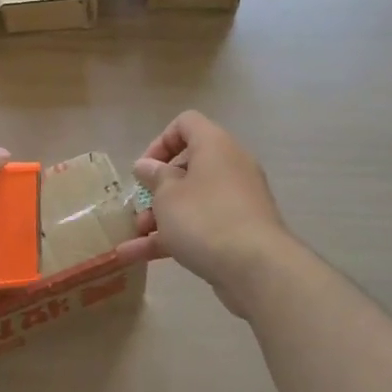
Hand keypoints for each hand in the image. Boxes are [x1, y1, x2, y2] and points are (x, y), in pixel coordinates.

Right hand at [132, 111, 292, 302]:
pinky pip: (201, 226)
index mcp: (214, 145)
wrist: (257, 268)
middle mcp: (229, 166)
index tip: (145, 169)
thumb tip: (147, 166)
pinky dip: (174, 238)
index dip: (160, 142)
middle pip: (187, 167)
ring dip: (160, 218)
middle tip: (140, 208)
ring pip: (192, 201)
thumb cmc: (204, 218)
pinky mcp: (240, 231)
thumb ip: (154, 177)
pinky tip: (139, 257)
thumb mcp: (167, 195)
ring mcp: (237, 200)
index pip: (186, 124)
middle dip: (157, 189)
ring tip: (134, 239)